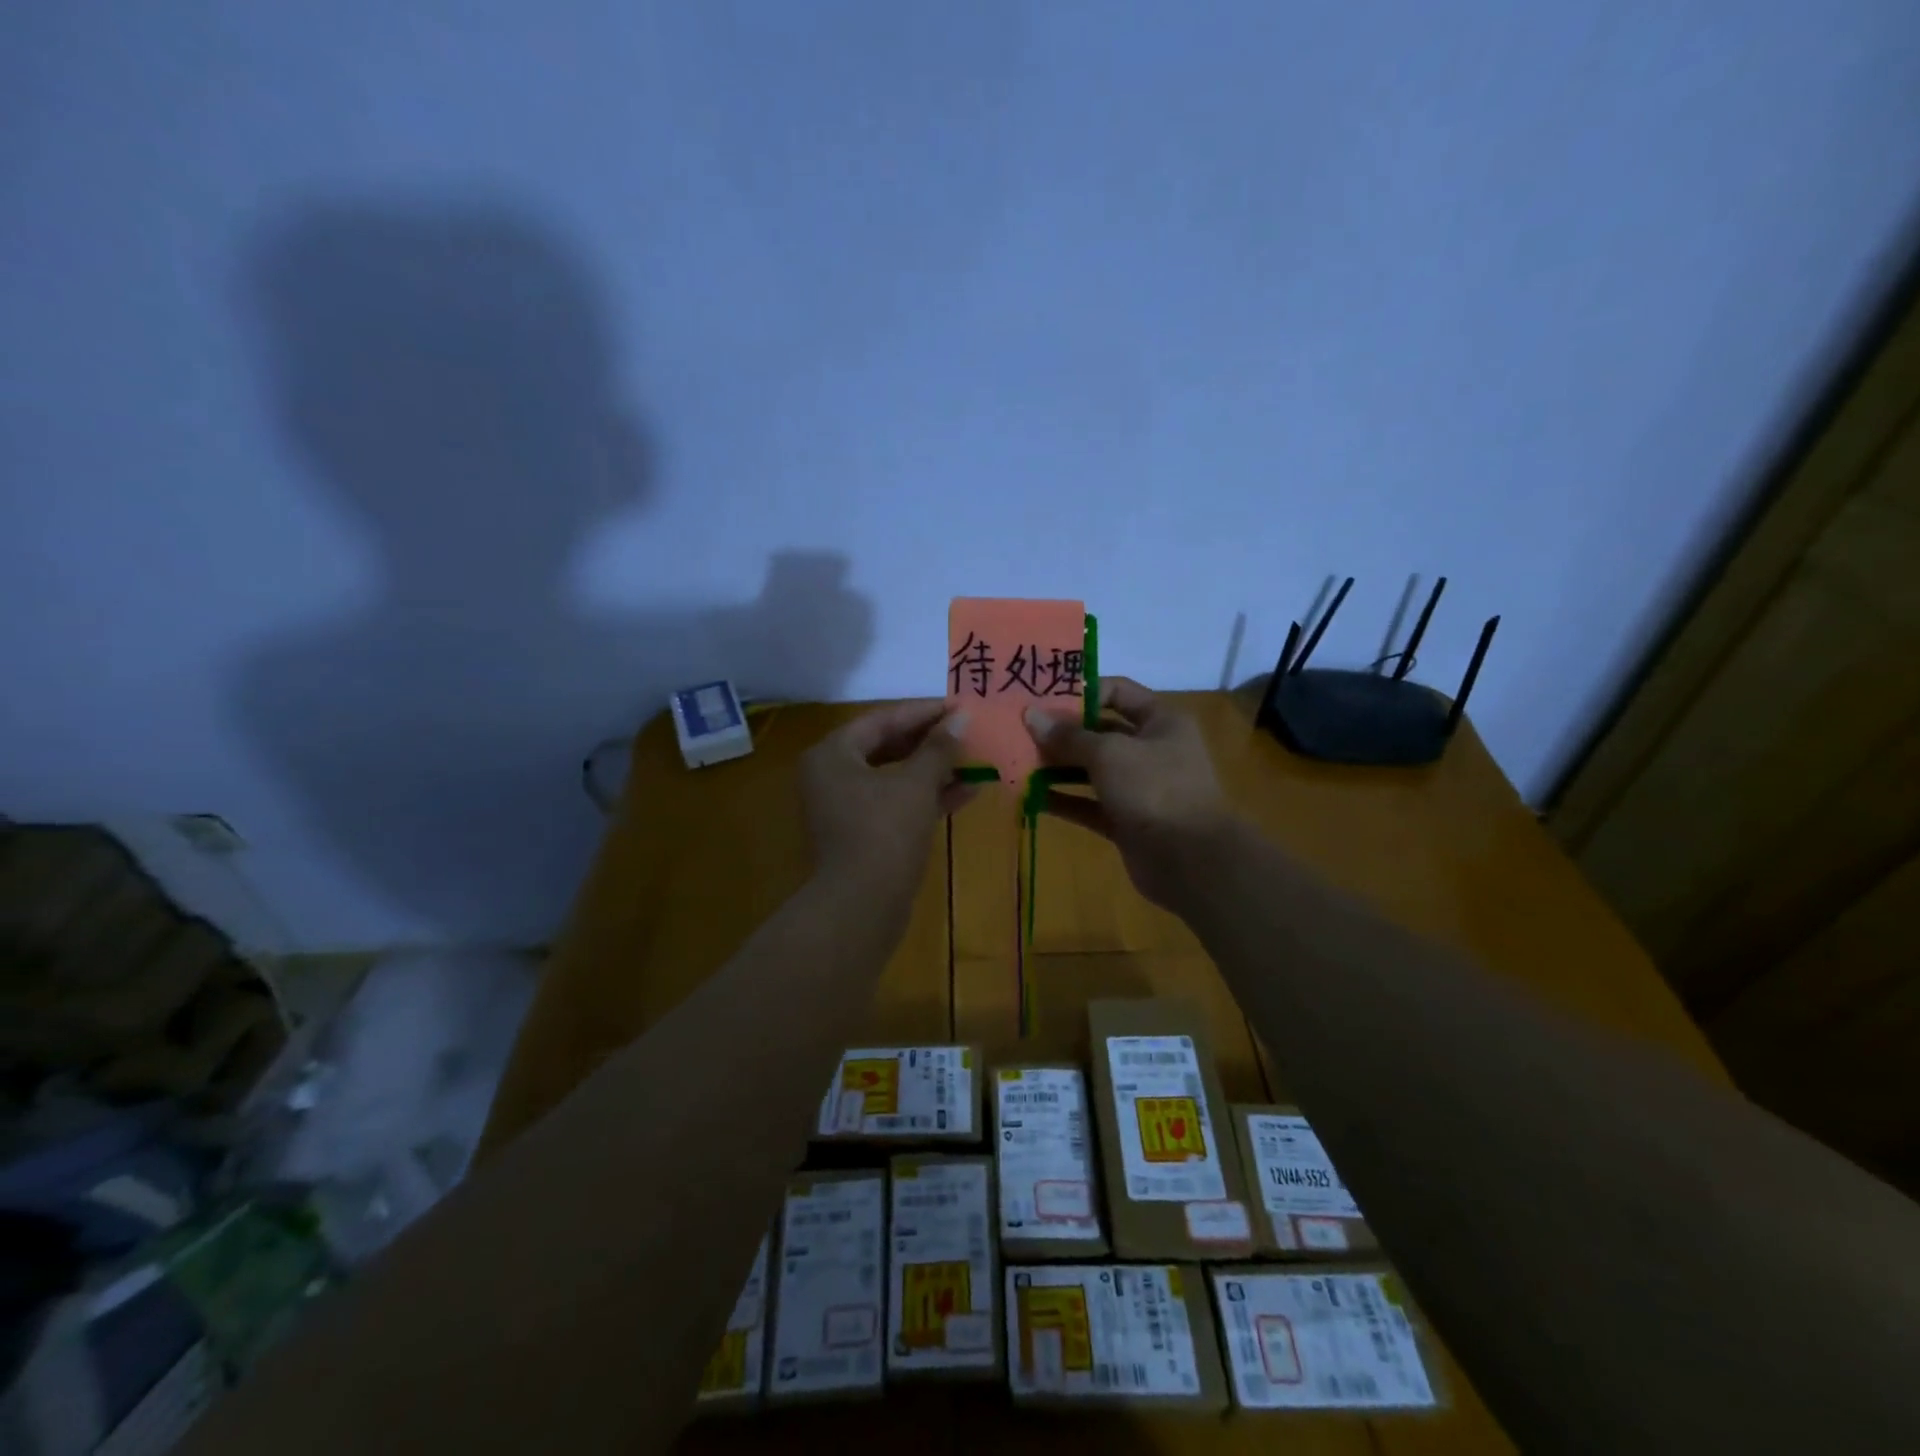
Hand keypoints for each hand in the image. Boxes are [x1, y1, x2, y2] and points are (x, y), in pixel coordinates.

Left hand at [801, 701, 971, 896]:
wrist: (862, 906)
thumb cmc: (884, 832)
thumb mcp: (916, 784)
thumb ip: (939, 748)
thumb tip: (961, 718)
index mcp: (833, 755)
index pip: (882, 720)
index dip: (923, 712)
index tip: (959, 707)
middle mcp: (832, 776)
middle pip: (886, 747)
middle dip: (930, 742)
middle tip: (967, 732)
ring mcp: (846, 807)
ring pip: (895, 778)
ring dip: (933, 770)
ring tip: (974, 759)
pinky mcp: (863, 834)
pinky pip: (897, 803)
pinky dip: (927, 797)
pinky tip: (967, 792)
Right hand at [1023, 678, 1232, 908]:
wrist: (1192, 861)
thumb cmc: (1155, 789)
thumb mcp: (1109, 753)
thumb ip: (1068, 736)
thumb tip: (1031, 715)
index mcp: (1160, 721)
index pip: (1118, 691)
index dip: (1082, 691)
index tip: (1042, 697)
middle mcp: (1151, 749)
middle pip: (1100, 732)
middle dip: (1061, 733)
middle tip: (1020, 731)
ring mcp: (1139, 788)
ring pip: (1092, 770)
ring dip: (1057, 767)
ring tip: (1018, 762)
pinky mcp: (1126, 821)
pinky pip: (1088, 804)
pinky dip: (1063, 800)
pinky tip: (1030, 797)